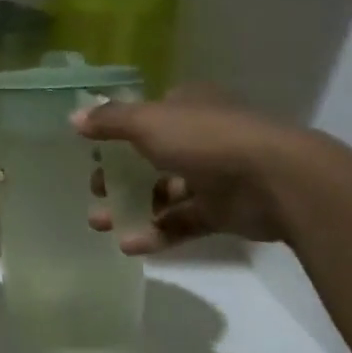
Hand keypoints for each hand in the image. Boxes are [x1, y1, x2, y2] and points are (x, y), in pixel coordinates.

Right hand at [71, 86, 304, 253]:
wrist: (278, 180)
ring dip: (130, 208)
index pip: (145, 117)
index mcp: (186, 107)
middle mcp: (199, 137)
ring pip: (162, 192)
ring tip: (100, 223)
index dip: (117, 133)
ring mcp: (213, 176)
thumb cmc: (206, 139)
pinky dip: (156, 232)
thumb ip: (109, 120)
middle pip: (149, 158)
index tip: (92, 153)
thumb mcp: (147, 122)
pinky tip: (129, 245)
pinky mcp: (223, 211)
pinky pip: (182, 222)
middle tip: (94, 192)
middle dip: (117, 177)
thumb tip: (73, 117)